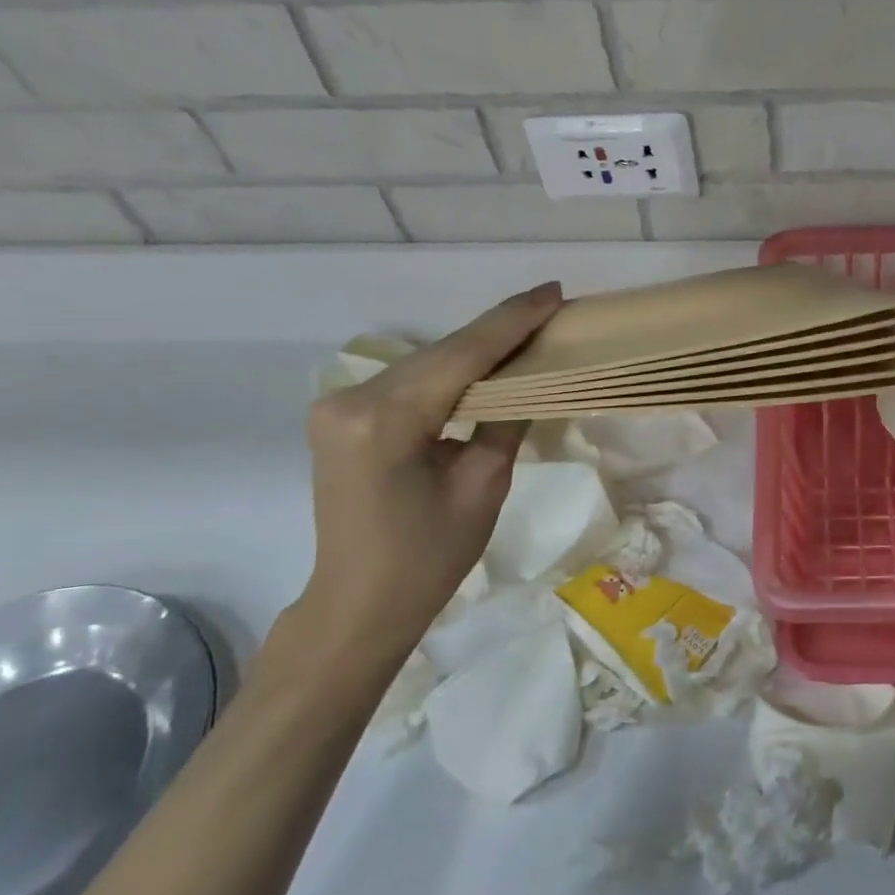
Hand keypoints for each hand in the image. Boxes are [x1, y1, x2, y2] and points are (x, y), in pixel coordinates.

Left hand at [281, 282, 562, 679]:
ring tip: (530, 332)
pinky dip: (451, 373)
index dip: (512, 321)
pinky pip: (411, 383)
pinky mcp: (343, 417)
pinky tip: (487, 366)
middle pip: (442, 354)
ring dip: (477, 351)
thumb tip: (533, 375)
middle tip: (552, 309)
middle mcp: (350, 399)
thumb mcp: (483, 486)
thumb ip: (507, 419)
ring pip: (426, 364)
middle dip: (499, 332)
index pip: (462, 355)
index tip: (554, 291)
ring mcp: (339, 406)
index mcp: (383, 420)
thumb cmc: (428, 558)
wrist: (360, 603)